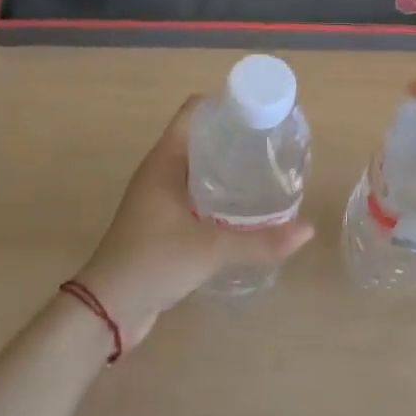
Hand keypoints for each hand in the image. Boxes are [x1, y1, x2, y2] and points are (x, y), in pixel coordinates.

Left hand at [73, 97, 313, 347]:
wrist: (107, 311)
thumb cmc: (152, 262)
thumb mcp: (210, 249)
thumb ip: (260, 241)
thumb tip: (308, 230)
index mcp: (164, 161)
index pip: (193, 112)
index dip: (224, 104)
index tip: (259, 109)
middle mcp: (161, 172)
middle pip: (201, 138)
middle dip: (234, 136)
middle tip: (273, 141)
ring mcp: (160, 198)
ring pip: (199, 168)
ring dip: (227, 167)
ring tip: (267, 169)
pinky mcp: (163, 223)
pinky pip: (196, 195)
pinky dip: (219, 193)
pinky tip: (245, 207)